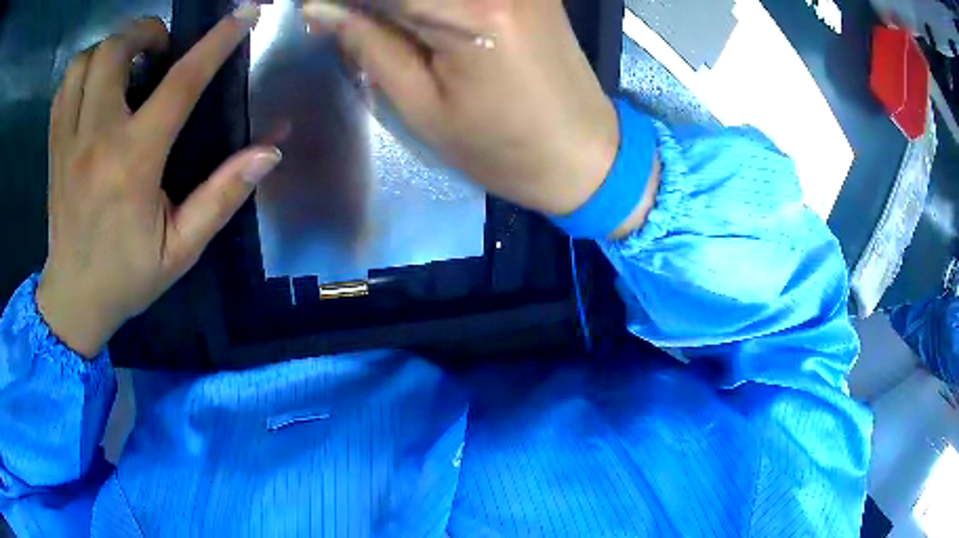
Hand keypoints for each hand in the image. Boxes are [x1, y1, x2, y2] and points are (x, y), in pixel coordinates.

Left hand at [38, 5, 281, 357]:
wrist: (74, 300)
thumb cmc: (127, 277)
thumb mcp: (182, 249)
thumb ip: (222, 197)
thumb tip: (270, 152)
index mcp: (132, 165)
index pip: (179, 85)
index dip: (215, 43)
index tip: (242, 15)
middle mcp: (94, 140)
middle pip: (116, 50)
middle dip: (147, 32)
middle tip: (161, 50)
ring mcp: (67, 141)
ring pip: (85, 60)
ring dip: (111, 47)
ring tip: (126, 62)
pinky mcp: (54, 146)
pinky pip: (65, 85)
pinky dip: (84, 68)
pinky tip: (96, 83)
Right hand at [304, 0, 621, 217]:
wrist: (585, 154)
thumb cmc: (503, 148)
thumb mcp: (423, 107)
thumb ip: (369, 44)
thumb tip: (321, 9)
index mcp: (471, 13)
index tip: (311, 7)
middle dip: (369, 2)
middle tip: (338, 15)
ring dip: (396, 3)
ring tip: (372, 21)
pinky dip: (428, 2)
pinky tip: (411, 17)